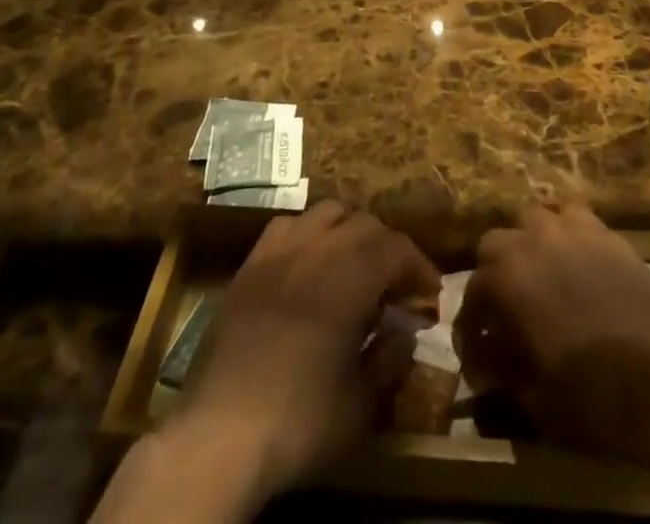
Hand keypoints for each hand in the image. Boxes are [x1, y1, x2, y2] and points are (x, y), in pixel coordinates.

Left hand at [178, 201, 440, 502]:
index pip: (397, 249)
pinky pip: (287, 226)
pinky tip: (307, 263)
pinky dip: (307, 234)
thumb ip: (391, 359)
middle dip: (388, 248)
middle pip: (365, 224)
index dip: (419, 267)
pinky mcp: (249, 264)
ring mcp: (279, 251)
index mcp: (351, 275)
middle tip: (396, 284)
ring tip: (354, 265)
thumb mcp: (361, 404)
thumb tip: (404, 332)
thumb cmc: (299, 420)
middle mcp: (318, 248)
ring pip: (326, 214)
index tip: (430, 294)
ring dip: (349, 232)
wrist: (219, 434)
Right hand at [457, 201, 649, 470]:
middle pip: (497, 242)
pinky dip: (570, 236)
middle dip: (496, 272)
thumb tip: (489, 363)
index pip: (472, 294)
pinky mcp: (609, 233)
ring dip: (532, 243)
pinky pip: (577, 219)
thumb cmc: (592, 396)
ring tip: (543, 274)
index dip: (471, 328)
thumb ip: (504, 371)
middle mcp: (533, 239)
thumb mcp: (535, 399)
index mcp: (506, 277)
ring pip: (538, 218)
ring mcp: (573, 229)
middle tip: (507, 308)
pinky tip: (579, 263)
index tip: (478, 357)